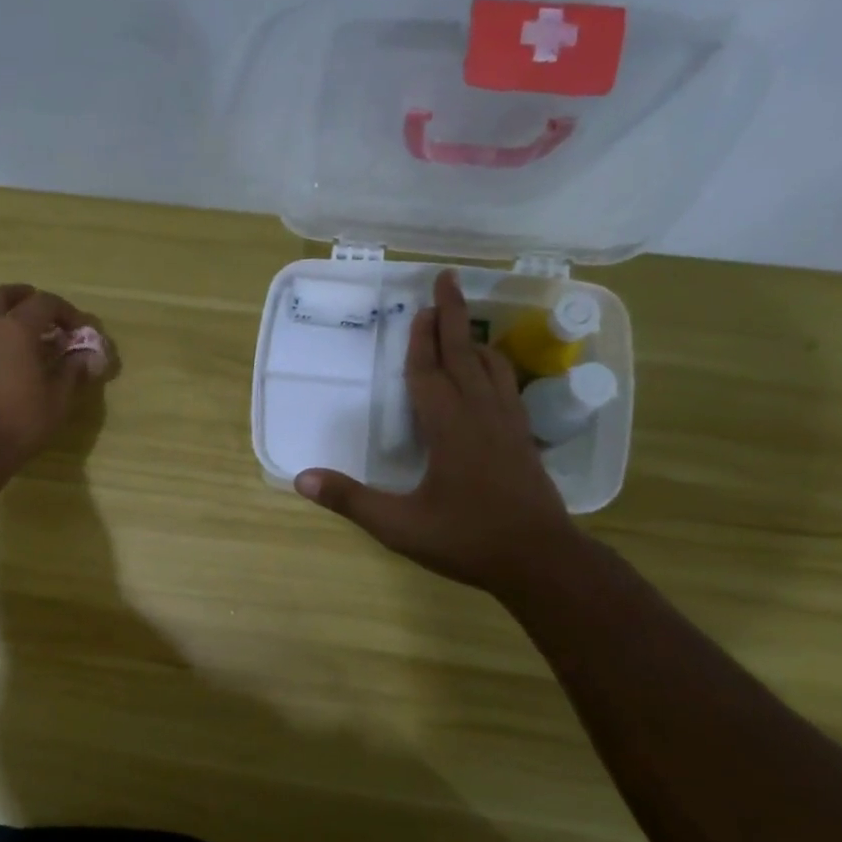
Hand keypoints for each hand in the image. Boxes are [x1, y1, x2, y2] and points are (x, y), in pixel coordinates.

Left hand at [0, 284, 109, 468]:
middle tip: (40, 310)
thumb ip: (72, 372)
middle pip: (3, 295)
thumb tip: (87, 358)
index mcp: (16, 328)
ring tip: (20, 335)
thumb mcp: (57, 400)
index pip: (45, 303)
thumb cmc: (18, 421)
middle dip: (24, 297)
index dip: (66, 312)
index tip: (79, 328)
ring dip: (2, 315)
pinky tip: (1, 359)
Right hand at [294, 271, 578, 595]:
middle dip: (454, 317)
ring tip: (467, 323)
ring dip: (476, 340)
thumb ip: (350, 500)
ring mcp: (508, 427)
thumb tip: (301, 479)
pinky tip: (494, 375)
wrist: (540, 560)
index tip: (420, 307)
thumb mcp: (398, 525)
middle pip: (465, 356)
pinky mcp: (524, 442)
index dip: (421, 341)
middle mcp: (481, 416)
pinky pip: (509, 390)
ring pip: (492, 369)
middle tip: (449, 281)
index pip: (429, 373)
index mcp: (449, 429)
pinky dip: (497, 369)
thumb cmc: (466, 540)